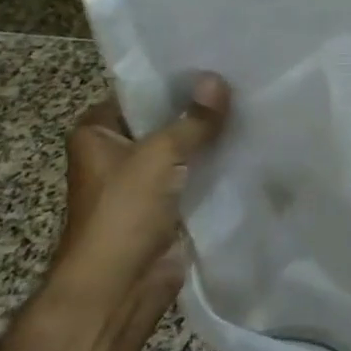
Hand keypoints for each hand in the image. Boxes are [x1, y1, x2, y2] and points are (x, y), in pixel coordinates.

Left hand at [48, 73, 229, 307]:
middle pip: (165, 120)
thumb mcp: (160, 155)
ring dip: (210, 138)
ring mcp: (143, 181)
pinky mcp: (166, 206)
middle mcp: (117, 152)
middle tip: (242, 81)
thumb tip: (218, 79)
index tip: (215, 61)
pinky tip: (249, 145)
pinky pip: (194, 176)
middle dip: (199, 108)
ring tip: (252, 107)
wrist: (119, 288)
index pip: (140, 91)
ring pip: (183, 149)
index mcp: (98, 132)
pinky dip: (216, 166)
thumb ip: (194, 119)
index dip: (176, 78)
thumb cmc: (123, 212)